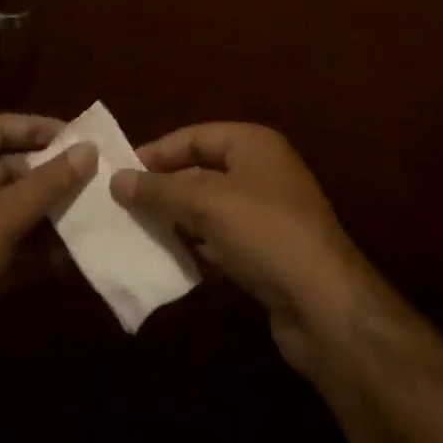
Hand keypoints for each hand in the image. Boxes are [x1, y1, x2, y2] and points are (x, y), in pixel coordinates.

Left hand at [0, 113, 96, 403]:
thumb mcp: (0, 219)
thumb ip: (46, 183)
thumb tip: (88, 149)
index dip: (37, 128)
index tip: (77, 136)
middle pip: (10, 169)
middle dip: (49, 174)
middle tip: (94, 177)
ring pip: (14, 211)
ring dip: (49, 215)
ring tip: (93, 215)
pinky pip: (13, 249)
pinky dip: (39, 252)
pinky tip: (73, 259)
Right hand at [110, 123, 367, 376]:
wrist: (326, 306)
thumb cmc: (265, 233)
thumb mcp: (206, 203)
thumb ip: (160, 191)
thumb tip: (116, 180)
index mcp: (253, 143)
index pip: (195, 136)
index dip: (158, 152)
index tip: (122, 171)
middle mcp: (263, 171)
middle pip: (203, 171)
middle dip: (167, 189)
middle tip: (126, 204)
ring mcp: (269, 214)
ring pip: (212, 209)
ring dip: (181, 221)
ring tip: (142, 233)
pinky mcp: (270, 254)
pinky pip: (225, 241)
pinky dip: (201, 248)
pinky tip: (176, 262)